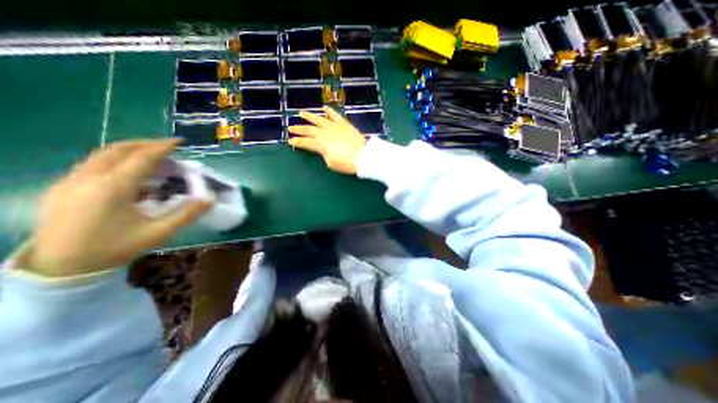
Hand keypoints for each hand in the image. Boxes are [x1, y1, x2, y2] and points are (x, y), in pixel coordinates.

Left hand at [22, 139, 212, 276]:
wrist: (62, 268)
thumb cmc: (115, 248)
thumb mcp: (159, 233)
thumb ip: (187, 214)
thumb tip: (210, 199)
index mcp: (113, 188)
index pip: (142, 158)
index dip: (163, 147)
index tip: (179, 141)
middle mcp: (88, 178)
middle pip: (118, 150)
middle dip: (145, 144)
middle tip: (167, 147)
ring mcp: (70, 181)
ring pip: (101, 155)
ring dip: (129, 150)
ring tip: (151, 155)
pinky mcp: (62, 188)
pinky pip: (91, 164)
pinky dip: (115, 160)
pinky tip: (128, 171)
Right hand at [289, 106, 365, 173]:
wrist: (363, 156)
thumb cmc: (346, 163)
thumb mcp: (331, 163)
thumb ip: (324, 154)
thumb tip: (323, 149)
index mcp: (321, 144)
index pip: (306, 142)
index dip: (297, 142)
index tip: (290, 141)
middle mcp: (325, 133)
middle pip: (309, 130)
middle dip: (299, 129)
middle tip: (290, 127)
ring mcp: (334, 126)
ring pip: (319, 119)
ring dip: (309, 116)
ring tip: (301, 113)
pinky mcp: (343, 123)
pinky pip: (335, 115)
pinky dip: (329, 111)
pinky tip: (324, 107)